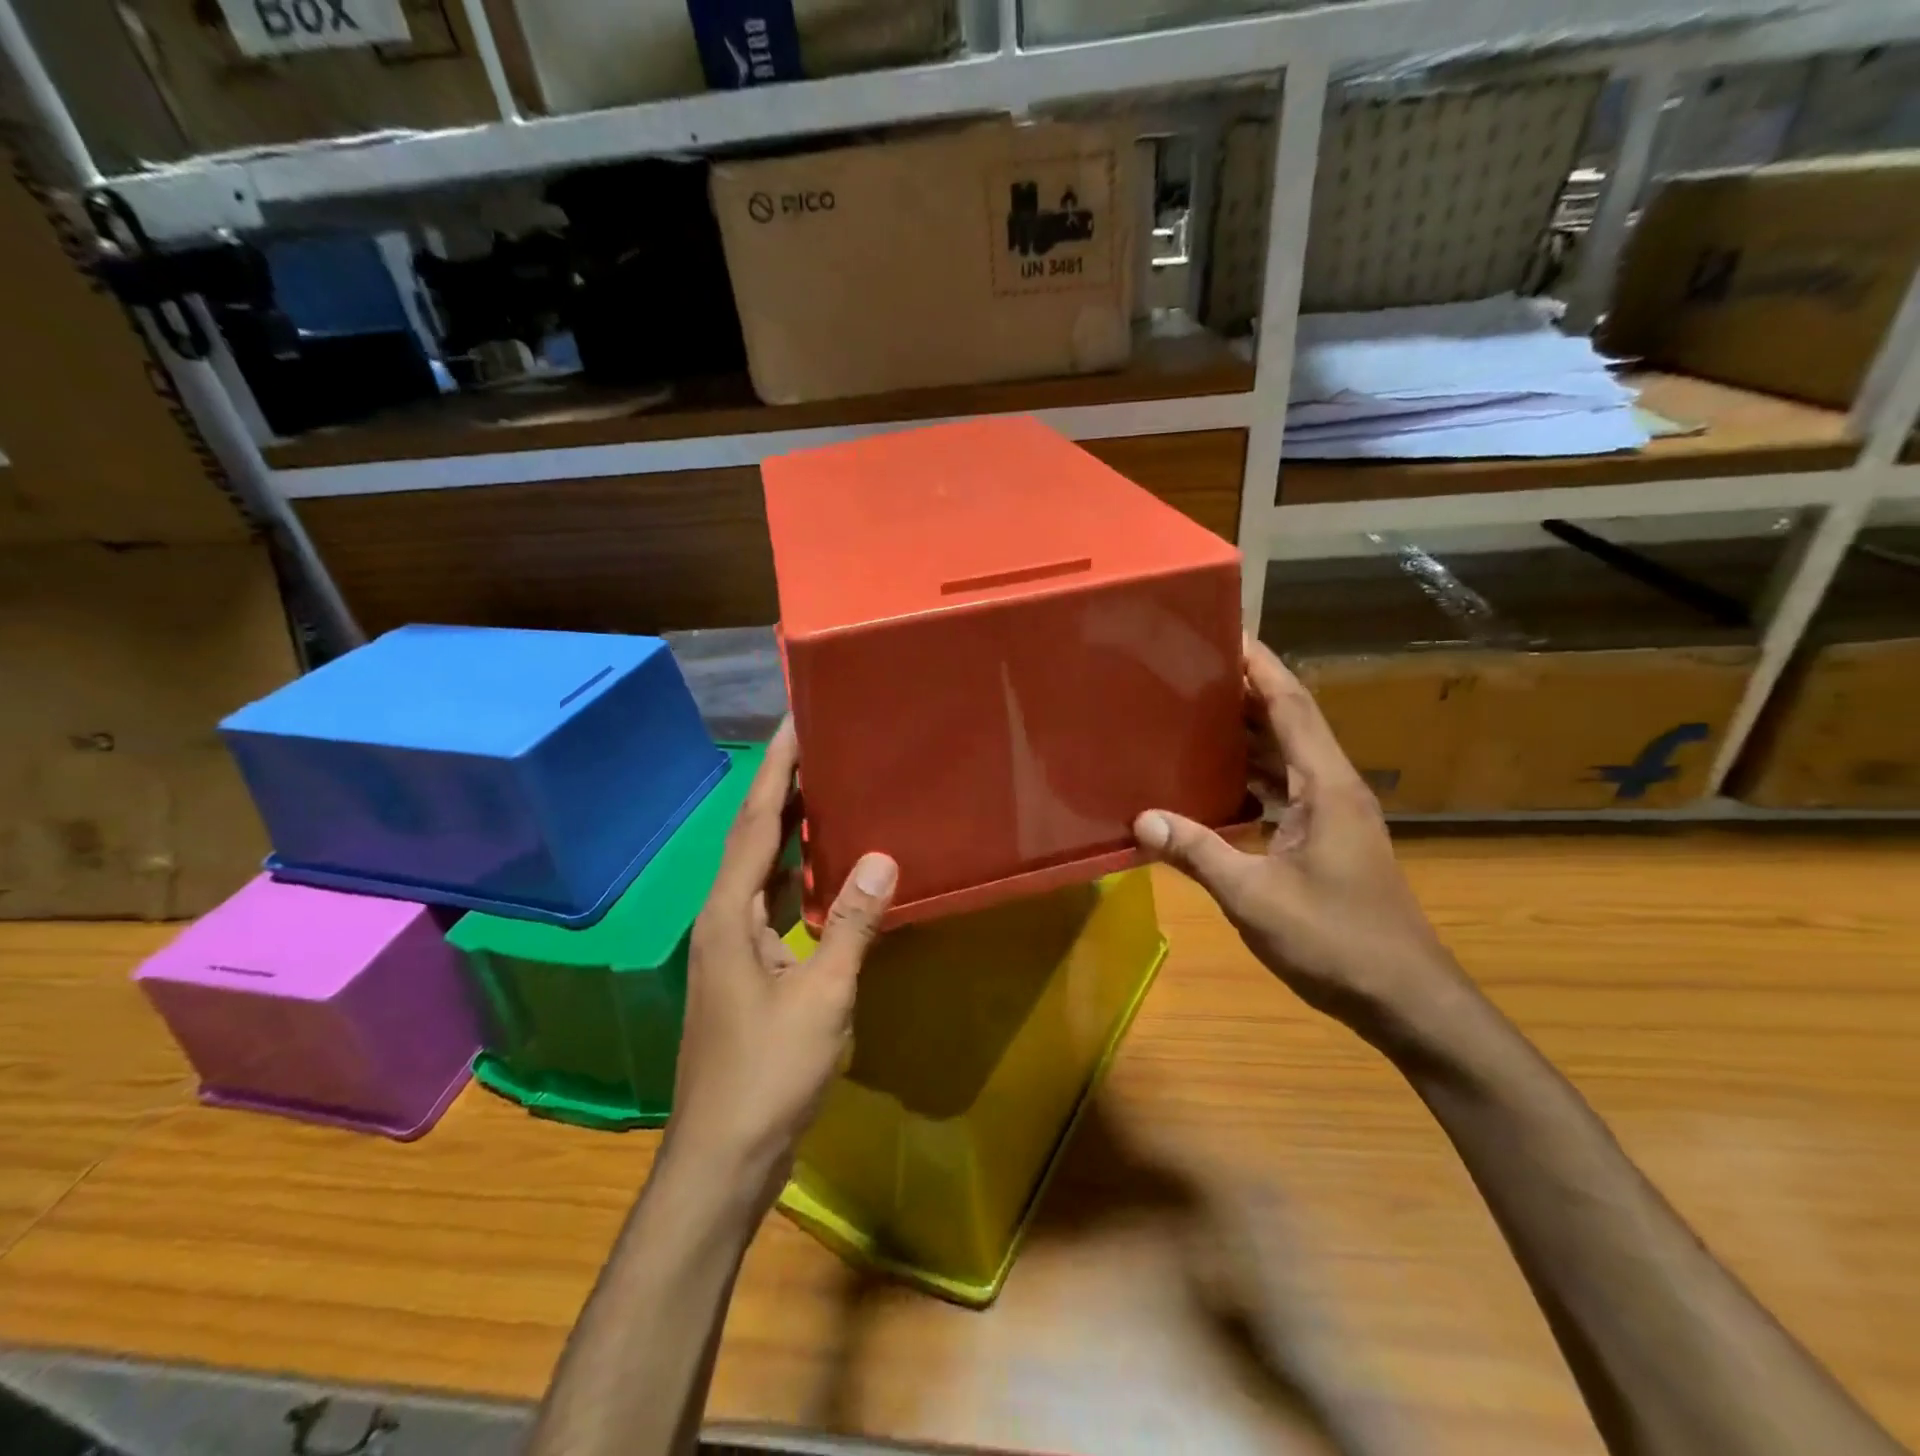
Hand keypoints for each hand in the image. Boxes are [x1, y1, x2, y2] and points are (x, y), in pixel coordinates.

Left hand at [668, 720, 897, 1199]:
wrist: (723, 1158)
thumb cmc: (768, 1076)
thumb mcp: (821, 998)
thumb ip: (852, 924)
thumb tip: (882, 857)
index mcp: (730, 915)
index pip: (755, 823)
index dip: (775, 770)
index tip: (796, 721)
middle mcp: (722, 919)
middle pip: (753, 837)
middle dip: (782, 788)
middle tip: (820, 744)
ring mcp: (732, 947)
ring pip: (762, 870)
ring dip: (789, 829)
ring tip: (827, 789)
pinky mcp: (748, 971)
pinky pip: (773, 903)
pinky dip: (797, 875)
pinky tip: (825, 869)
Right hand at [1133, 639, 1463, 1042]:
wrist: (1406, 1000)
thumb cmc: (1337, 942)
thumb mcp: (1255, 898)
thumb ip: (1197, 853)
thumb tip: (1142, 818)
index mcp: (1326, 786)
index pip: (1291, 704)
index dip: (1259, 664)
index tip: (1224, 630)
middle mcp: (1334, 788)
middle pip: (1288, 722)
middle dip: (1244, 691)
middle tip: (1188, 670)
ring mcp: (1334, 816)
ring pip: (1286, 757)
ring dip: (1246, 734)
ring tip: (1191, 715)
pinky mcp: (1327, 841)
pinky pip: (1283, 791)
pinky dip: (1250, 778)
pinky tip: (1213, 785)